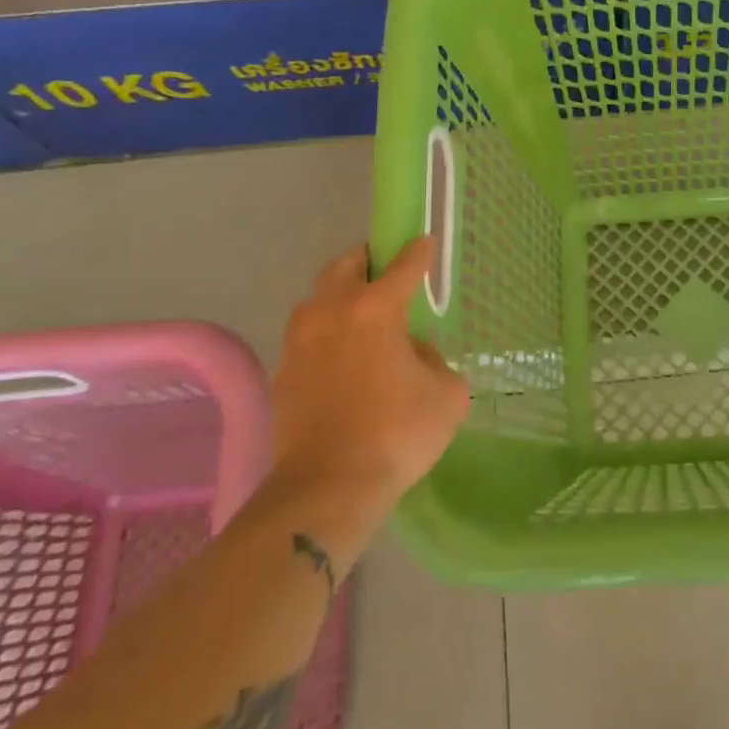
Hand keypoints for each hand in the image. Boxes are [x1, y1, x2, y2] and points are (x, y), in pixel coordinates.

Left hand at [268, 238, 470, 510]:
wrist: (328, 486)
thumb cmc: (397, 433)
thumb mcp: (446, 393)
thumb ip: (434, 359)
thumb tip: (411, 352)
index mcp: (375, 308)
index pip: (403, 265)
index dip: (418, 252)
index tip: (425, 242)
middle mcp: (330, 311)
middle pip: (346, 265)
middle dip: (368, 261)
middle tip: (387, 274)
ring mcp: (299, 341)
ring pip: (318, 298)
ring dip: (341, 296)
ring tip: (363, 316)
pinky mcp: (282, 371)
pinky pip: (308, 336)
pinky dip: (327, 334)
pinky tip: (343, 359)